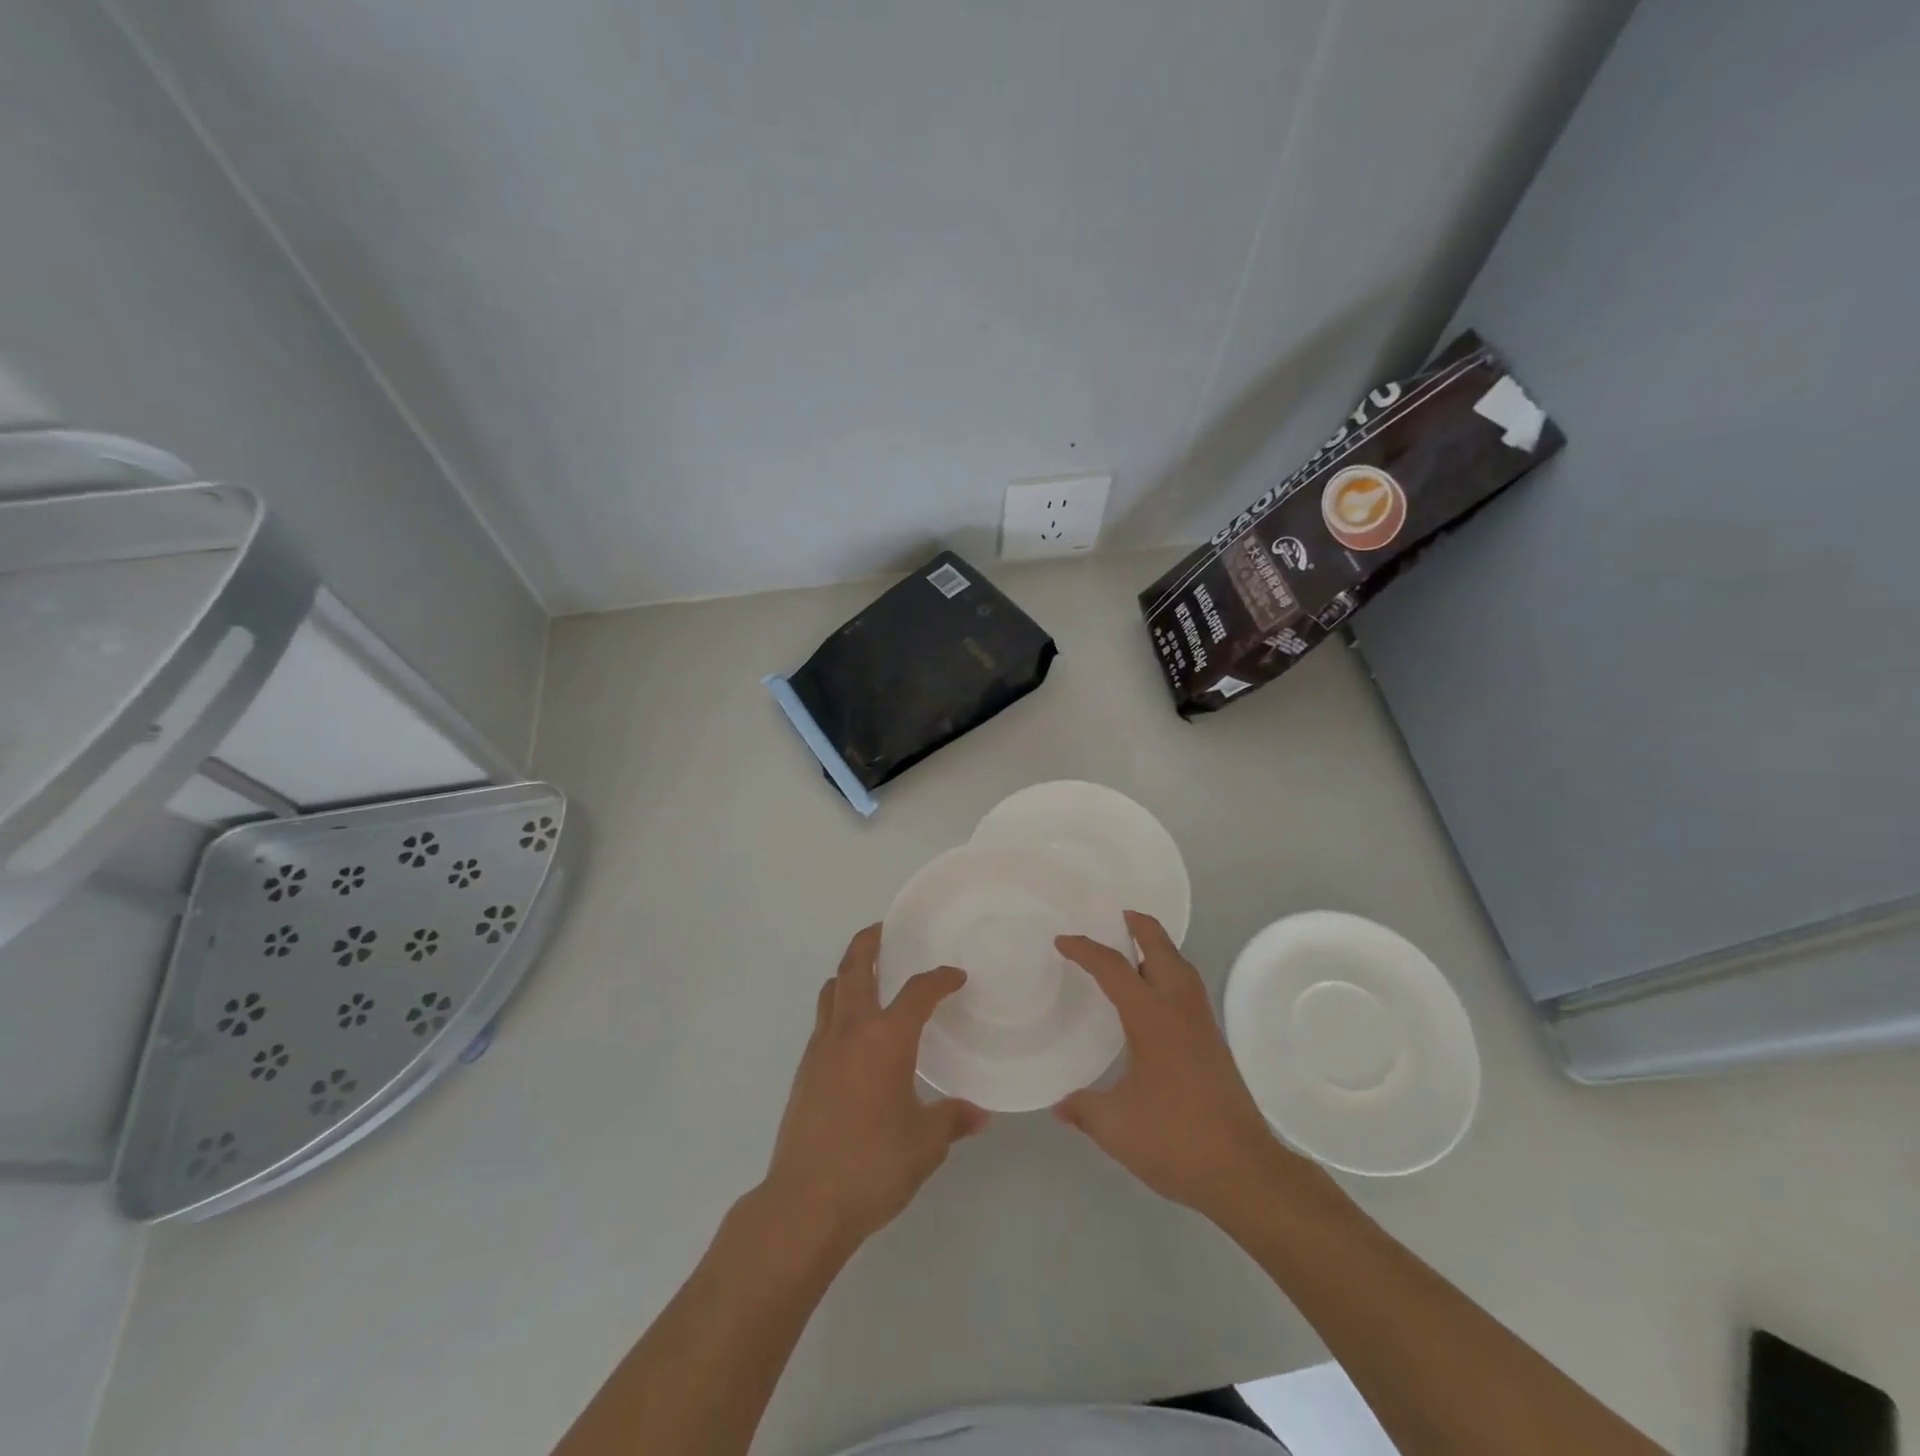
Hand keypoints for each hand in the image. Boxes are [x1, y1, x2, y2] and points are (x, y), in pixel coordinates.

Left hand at [761, 925, 988, 1250]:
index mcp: (886, 1038)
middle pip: (855, 968)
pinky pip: (823, 1021)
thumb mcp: (925, 1144)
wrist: (805, 1202)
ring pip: (832, 991)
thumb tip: (979, 1113)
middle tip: (883, 929)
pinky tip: (853, 1033)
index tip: (955, 977)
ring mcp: (821, 1049)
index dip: (940, 979)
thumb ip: (953, 1120)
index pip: (918, 992)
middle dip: (869, 942)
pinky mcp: (805, 1071)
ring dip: (849, 972)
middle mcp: (851, 1031)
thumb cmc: (873, 1165)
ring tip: (868, 973)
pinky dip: (838, 1007)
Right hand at [1054, 911, 1296, 1219]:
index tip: (1063, 941)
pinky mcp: (1214, 1043)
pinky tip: (1158, 998)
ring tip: (1138, 947)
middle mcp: (1179, 1010)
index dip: (1086, 951)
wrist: (1243, 1169)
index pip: (1114, 969)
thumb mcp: (1115, 1126)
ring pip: (1182, 968)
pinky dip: (1172, 973)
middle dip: (1142, 927)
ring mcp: (1202, 1025)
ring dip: (1161, 949)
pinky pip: (1190, 989)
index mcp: (1151, 1018)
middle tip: (1120, 915)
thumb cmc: (1174, 1138)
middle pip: (1162, 951)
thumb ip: (1083, 1109)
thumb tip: (1060, 1106)